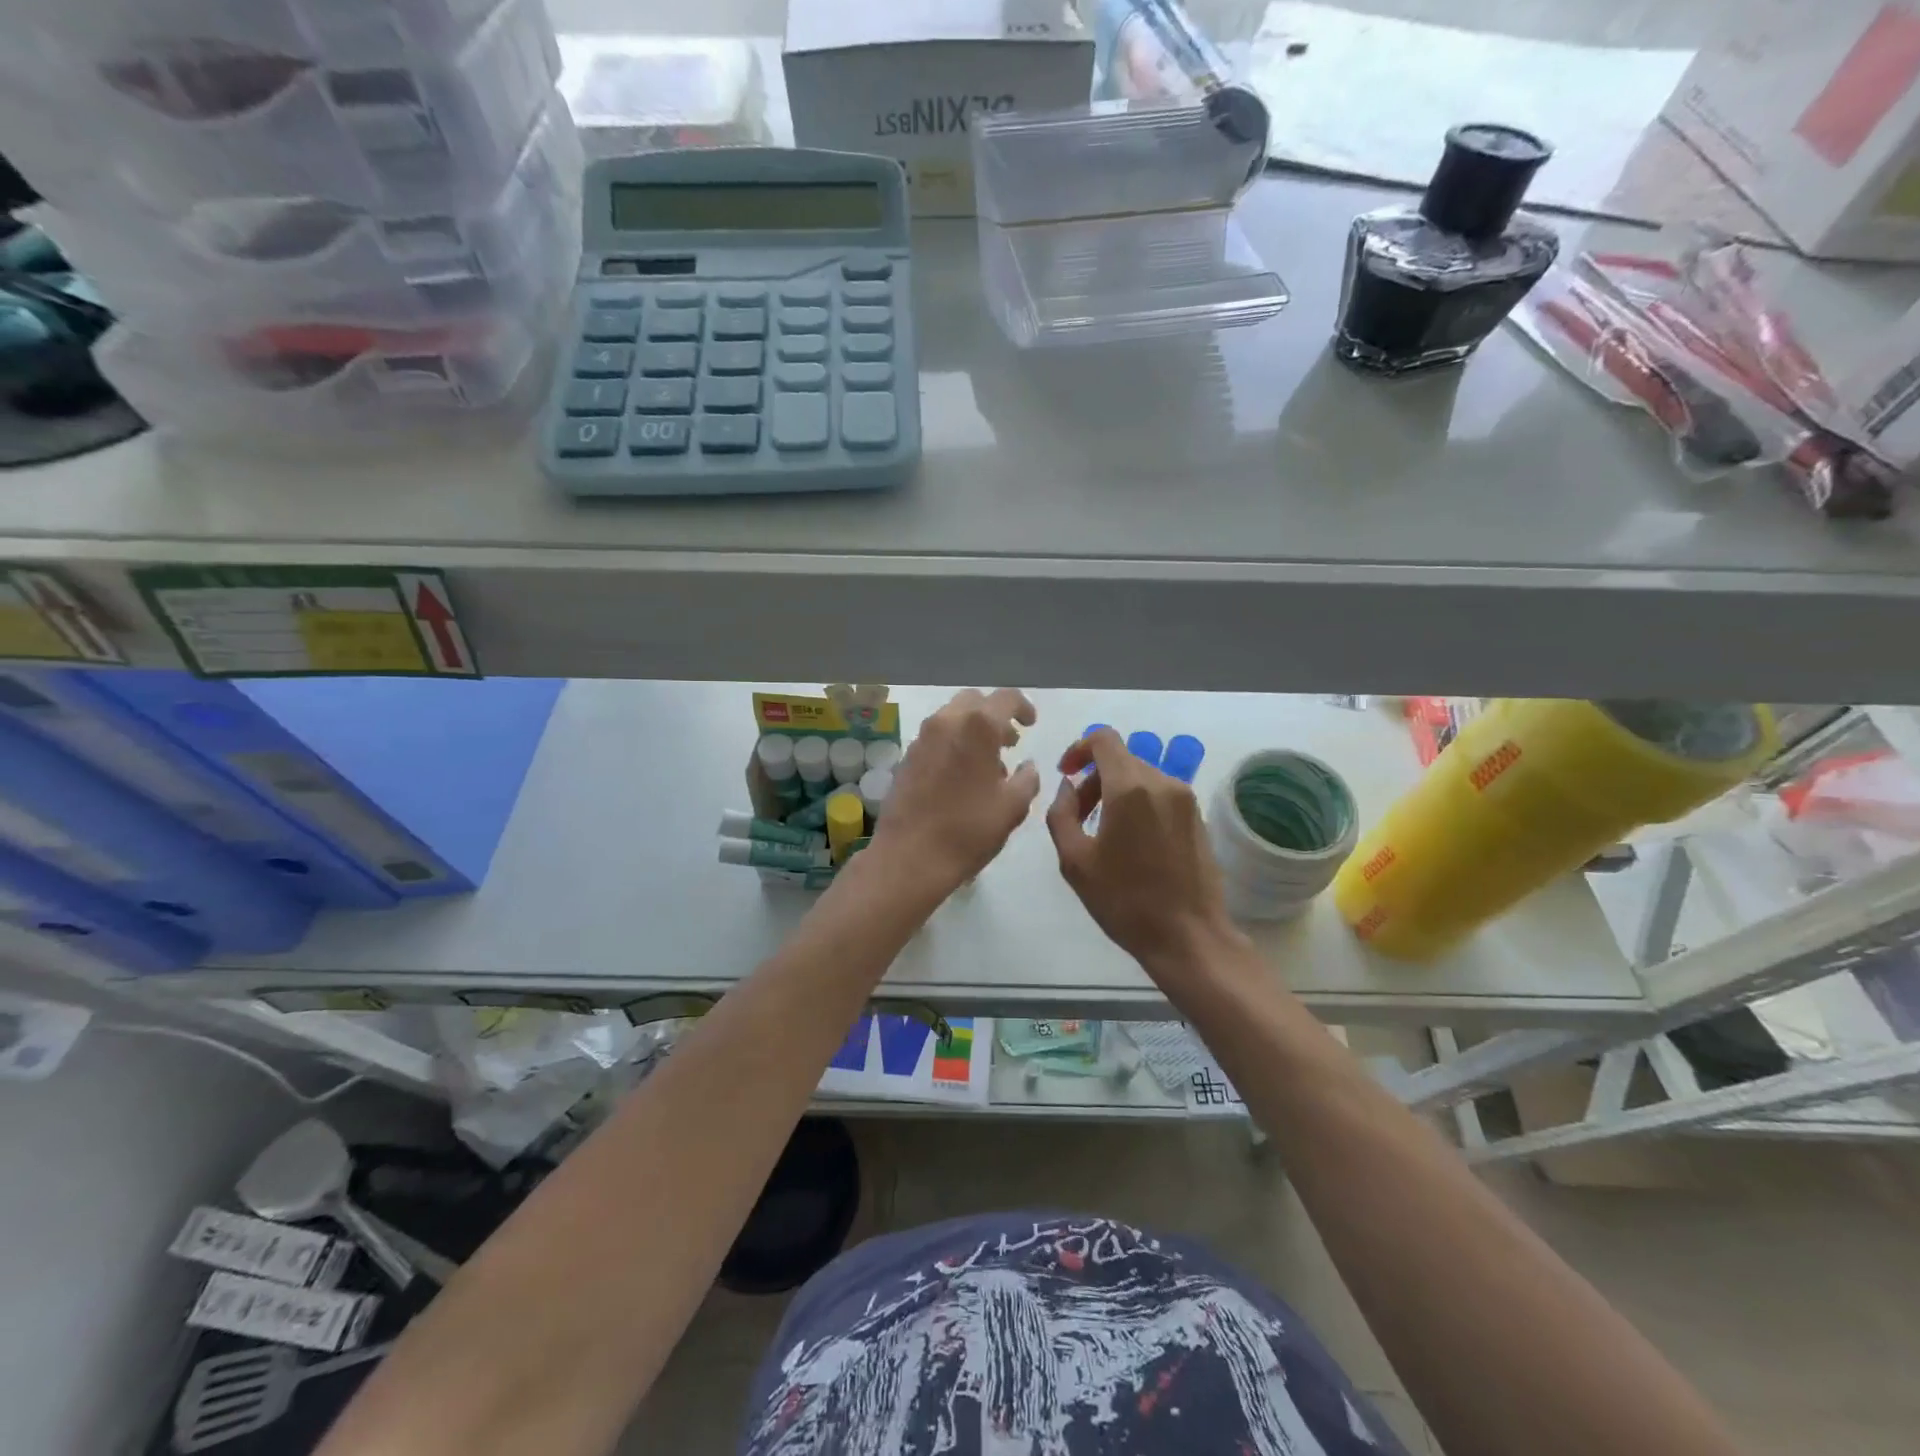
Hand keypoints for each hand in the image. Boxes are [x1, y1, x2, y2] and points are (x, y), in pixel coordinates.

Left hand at [871, 689, 1040, 895]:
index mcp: (977, 726)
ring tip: (987, 762)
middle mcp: (946, 722)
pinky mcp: (906, 757)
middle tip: (1009, 741)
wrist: (909, 856)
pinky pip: (935, 737)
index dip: (1024, 707)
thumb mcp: (1012, 807)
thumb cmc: (968, 830)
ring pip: (951, 717)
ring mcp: (921, 738)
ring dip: (972, 729)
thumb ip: (1027, 779)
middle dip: (995, 715)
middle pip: (974, 701)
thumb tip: (1027, 766)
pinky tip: (961, 775)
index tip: (1031, 725)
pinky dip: (953, 743)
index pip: (1006, 698)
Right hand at [1046, 728, 1243, 989]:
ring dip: (1116, 791)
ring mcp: (1185, 799)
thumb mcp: (1074, 861)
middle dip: (1094, 778)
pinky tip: (1132, 842)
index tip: (1066, 775)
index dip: (1078, 748)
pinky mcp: (1198, 816)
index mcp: (1130, 788)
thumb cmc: (1124, 901)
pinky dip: (1139, 803)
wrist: (1188, 937)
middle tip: (1079, 816)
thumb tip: (1068, 787)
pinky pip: (1160, 794)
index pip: (1104, 739)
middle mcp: (1162, 783)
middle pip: (1121, 758)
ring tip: (1103, 832)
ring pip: (1141, 776)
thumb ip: (1061, 814)